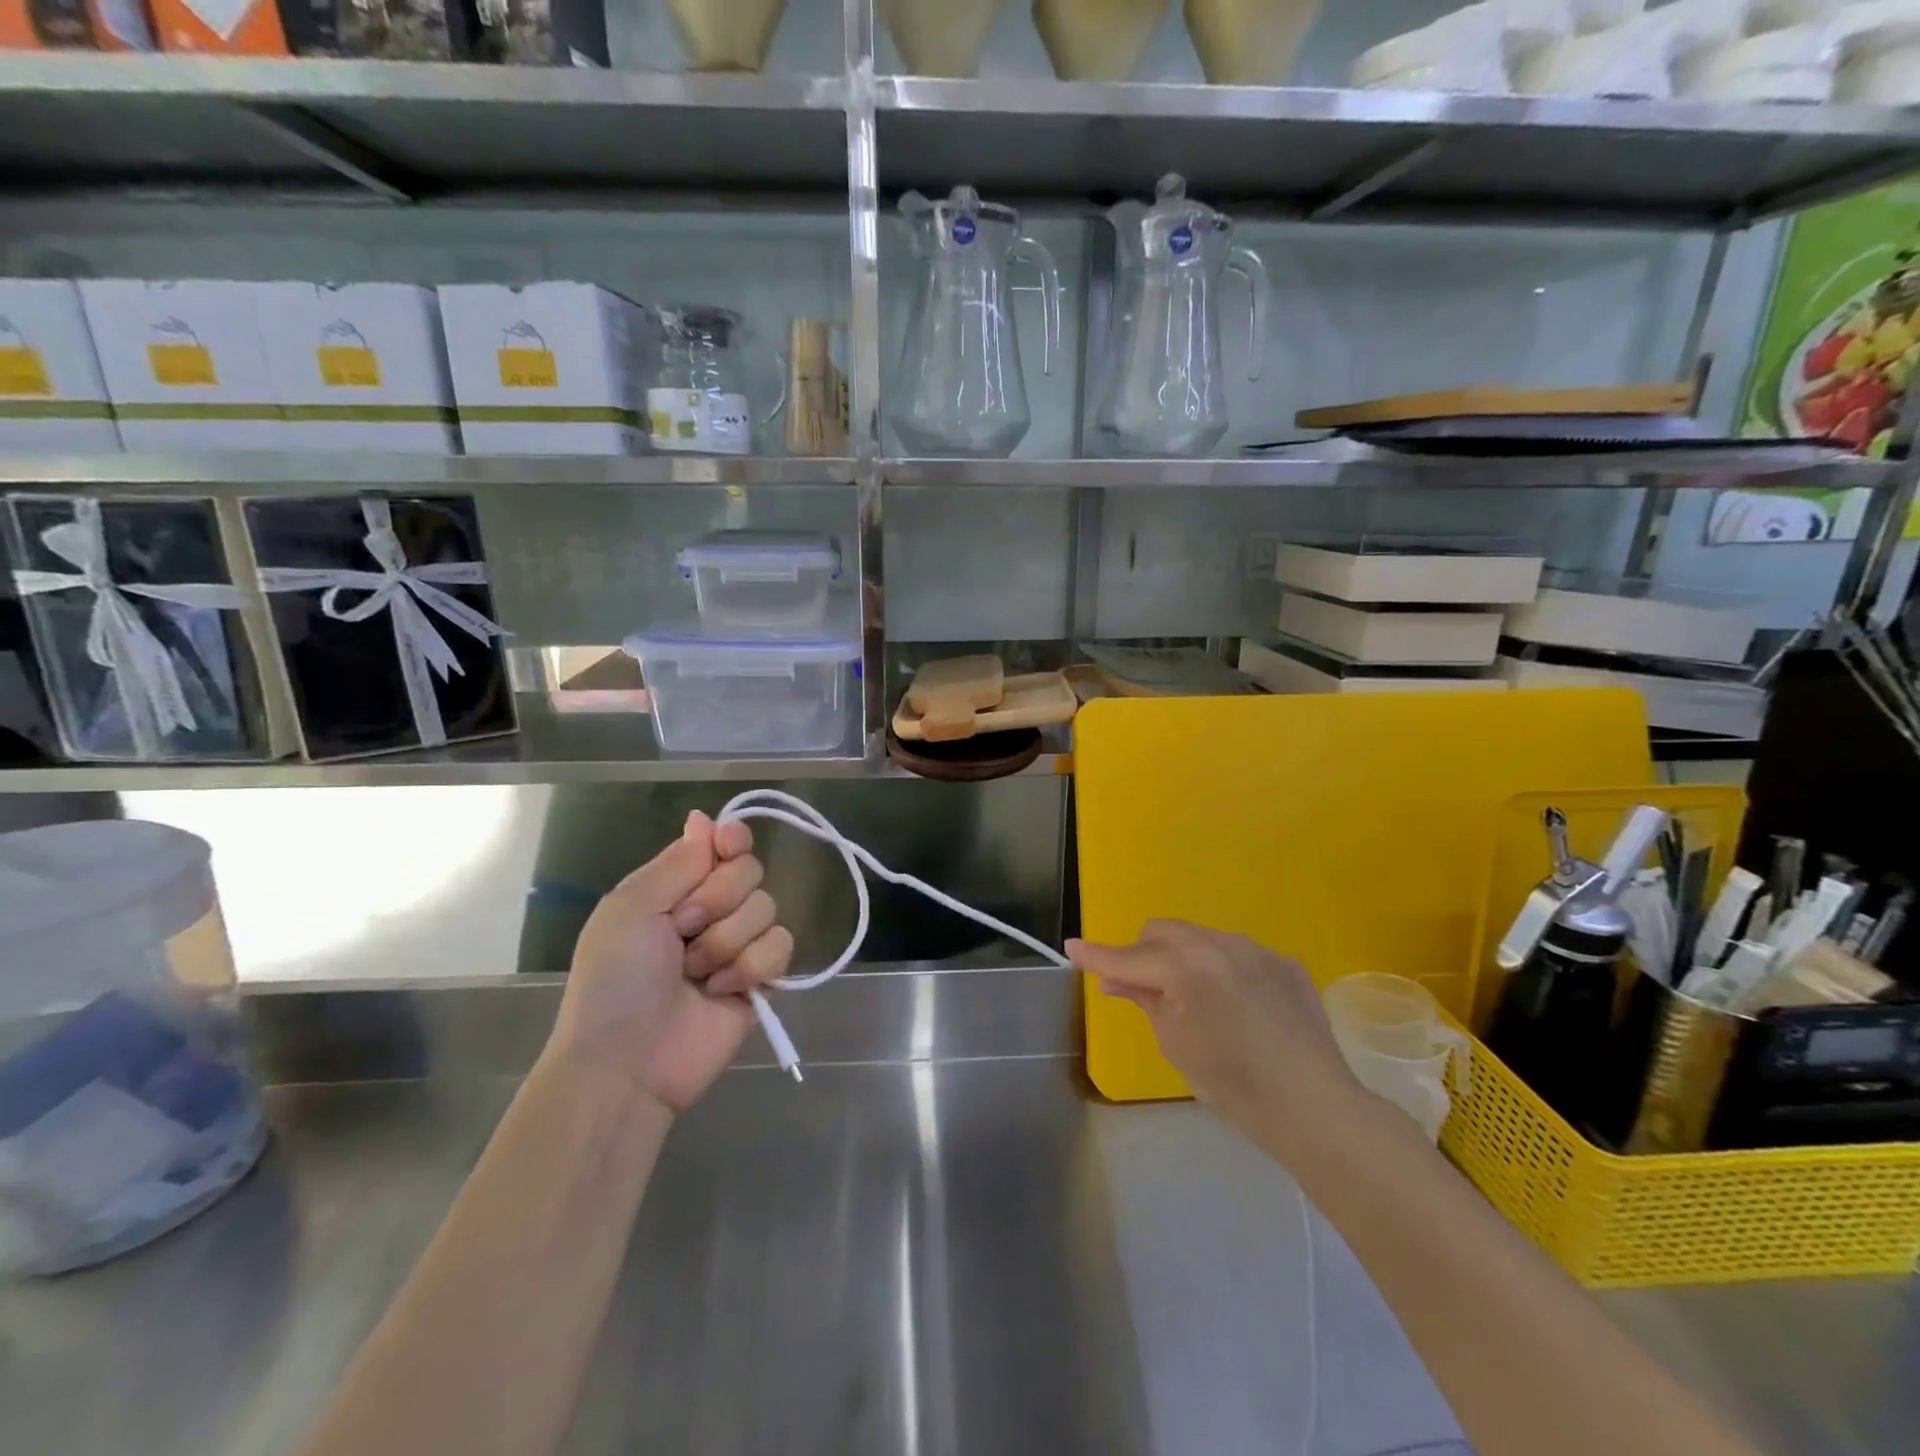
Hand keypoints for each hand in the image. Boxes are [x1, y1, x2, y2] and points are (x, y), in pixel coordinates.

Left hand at [549, 811, 794, 1114]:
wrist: (628, 1062)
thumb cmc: (616, 980)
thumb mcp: (630, 908)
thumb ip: (677, 862)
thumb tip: (704, 818)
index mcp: (676, 887)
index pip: (724, 844)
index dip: (732, 841)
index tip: (727, 846)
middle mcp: (711, 909)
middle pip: (750, 871)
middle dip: (717, 901)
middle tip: (682, 932)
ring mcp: (739, 944)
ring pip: (767, 908)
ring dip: (727, 941)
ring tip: (695, 974)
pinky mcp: (762, 978)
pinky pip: (782, 946)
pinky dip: (752, 966)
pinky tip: (722, 990)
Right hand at [1069, 920, 1365, 1150]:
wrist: (1314, 1106)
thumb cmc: (1232, 1082)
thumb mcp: (1175, 1042)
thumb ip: (1144, 999)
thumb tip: (1116, 979)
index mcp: (1187, 965)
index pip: (1129, 958)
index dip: (1097, 956)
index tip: (1071, 947)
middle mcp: (1220, 943)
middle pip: (1162, 932)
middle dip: (1143, 954)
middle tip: (1141, 988)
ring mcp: (1256, 950)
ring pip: (1200, 939)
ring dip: (1184, 960)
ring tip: (1196, 1002)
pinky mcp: (1284, 963)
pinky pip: (1238, 956)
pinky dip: (1223, 972)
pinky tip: (1238, 1009)